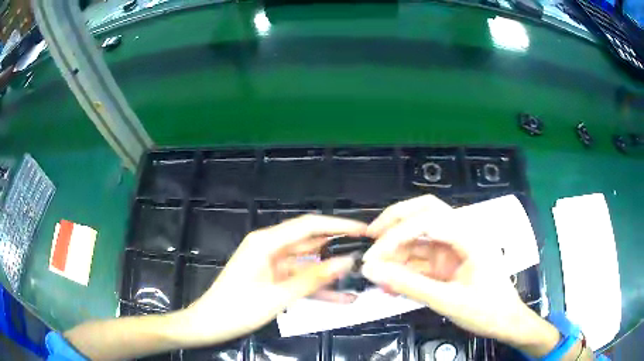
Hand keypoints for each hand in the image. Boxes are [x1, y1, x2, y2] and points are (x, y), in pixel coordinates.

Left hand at [181, 214, 366, 345]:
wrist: (210, 324)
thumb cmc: (238, 308)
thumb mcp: (278, 295)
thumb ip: (314, 279)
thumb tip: (347, 262)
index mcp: (266, 242)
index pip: (309, 225)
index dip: (338, 225)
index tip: (364, 230)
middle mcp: (270, 246)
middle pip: (310, 241)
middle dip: (338, 246)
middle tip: (368, 251)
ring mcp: (272, 263)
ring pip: (308, 263)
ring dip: (330, 271)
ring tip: (360, 275)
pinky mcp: (273, 278)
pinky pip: (299, 278)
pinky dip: (317, 287)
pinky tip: (342, 298)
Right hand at [360, 195, 549, 346]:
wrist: (505, 322)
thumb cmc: (486, 310)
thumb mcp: (447, 300)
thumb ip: (408, 285)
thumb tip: (371, 271)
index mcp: (470, 235)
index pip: (428, 219)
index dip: (396, 234)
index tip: (371, 256)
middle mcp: (462, 232)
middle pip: (425, 211)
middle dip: (395, 222)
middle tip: (370, 238)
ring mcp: (455, 245)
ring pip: (420, 233)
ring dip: (397, 247)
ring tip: (377, 269)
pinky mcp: (449, 259)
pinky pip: (421, 255)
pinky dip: (404, 264)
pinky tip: (392, 280)